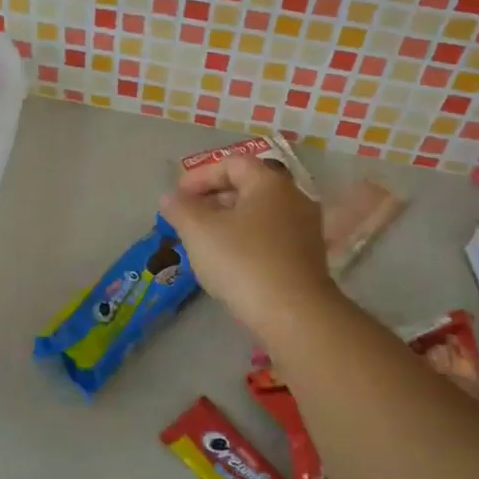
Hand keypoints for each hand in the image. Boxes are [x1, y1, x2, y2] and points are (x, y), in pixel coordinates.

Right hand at [159, 155, 333, 329]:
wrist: (294, 315)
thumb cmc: (243, 262)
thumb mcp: (199, 231)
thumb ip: (181, 208)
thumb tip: (170, 197)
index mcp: (270, 182)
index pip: (232, 163)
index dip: (200, 176)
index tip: (177, 196)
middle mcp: (293, 198)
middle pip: (248, 187)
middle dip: (213, 199)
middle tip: (187, 217)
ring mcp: (305, 229)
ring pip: (259, 215)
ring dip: (229, 222)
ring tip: (203, 241)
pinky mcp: (307, 259)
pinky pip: (270, 238)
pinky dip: (246, 241)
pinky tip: (229, 263)